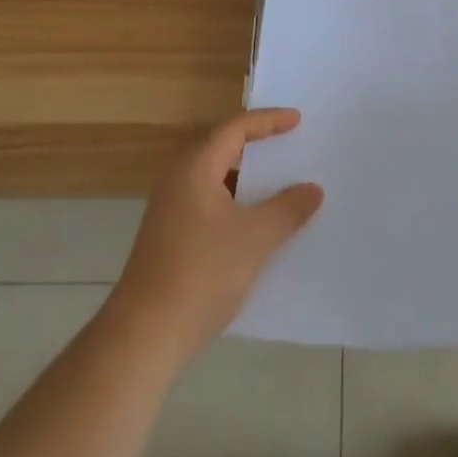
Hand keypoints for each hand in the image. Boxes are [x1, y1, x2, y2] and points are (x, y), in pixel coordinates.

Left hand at [107, 108, 323, 365]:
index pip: (235, 128)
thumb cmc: (202, 273)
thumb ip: (287, 208)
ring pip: (215, 179)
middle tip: (288, 143)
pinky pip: (209, 204)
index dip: (268, 121)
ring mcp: (170, 210)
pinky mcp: (169, 238)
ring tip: (279, 182)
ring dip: (246, 178)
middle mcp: (178, 179)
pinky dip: (235, 203)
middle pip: (222, 148)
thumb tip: (313, 189)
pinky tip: (257, 225)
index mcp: (195, 166)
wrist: (145, 336)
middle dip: (256, 145)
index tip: (297, 120)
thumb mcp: (256, 238)